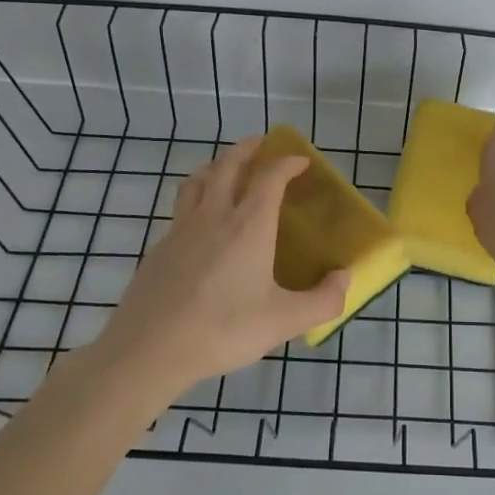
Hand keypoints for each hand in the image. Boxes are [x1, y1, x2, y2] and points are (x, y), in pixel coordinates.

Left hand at [95, 137, 349, 392]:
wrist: (148, 350)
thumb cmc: (223, 330)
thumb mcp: (284, 322)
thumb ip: (322, 300)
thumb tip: (345, 278)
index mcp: (248, 225)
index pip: (270, 177)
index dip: (288, 163)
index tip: (301, 161)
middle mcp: (214, 215)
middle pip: (229, 165)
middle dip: (248, 149)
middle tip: (262, 144)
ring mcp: (181, 229)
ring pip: (198, 180)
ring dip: (217, 165)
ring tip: (227, 168)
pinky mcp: (159, 248)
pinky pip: (181, 207)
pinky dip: (196, 196)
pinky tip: (200, 220)